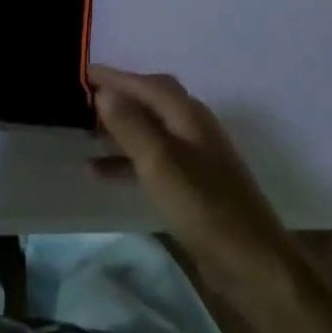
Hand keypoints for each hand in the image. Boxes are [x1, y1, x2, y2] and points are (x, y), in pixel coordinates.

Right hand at [88, 65, 291, 279]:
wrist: (250, 261)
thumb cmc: (202, 206)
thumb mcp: (159, 162)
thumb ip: (131, 125)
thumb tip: (104, 91)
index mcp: (188, 115)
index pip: (146, 83)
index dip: (114, 76)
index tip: (81, 71)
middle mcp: (193, 127)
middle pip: (151, 100)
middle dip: (118, 95)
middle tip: (81, 97)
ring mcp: (194, 155)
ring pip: (149, 129)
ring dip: (118, 127)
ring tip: (84, 132)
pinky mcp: (191, 183)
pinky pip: (150, 158)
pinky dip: (125, 159)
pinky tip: (99, 172)